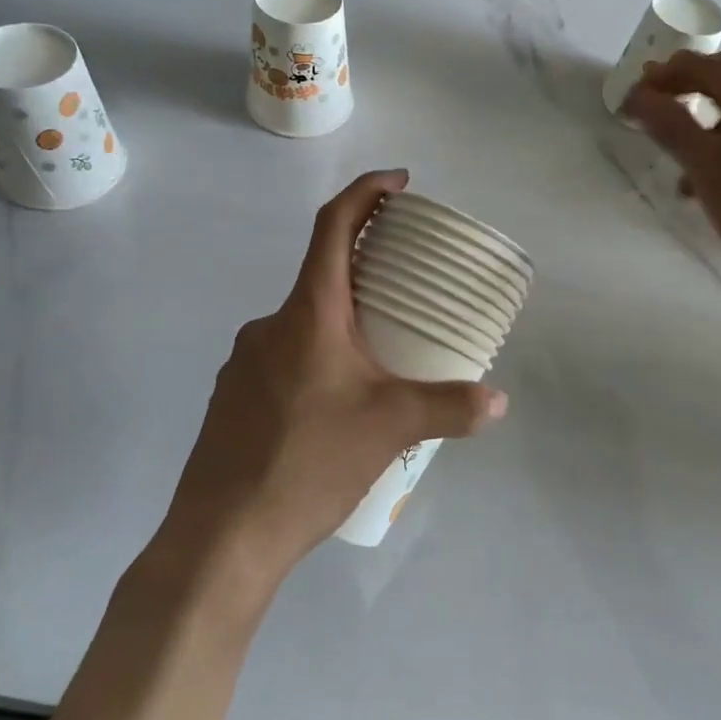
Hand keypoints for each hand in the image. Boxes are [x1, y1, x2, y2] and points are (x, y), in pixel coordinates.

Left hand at [163, 170, 507, 580]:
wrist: (222, 536)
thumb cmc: (308, 462)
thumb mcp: (391, 428)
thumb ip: (449, 407)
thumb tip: (498, 402)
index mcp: (307, 314)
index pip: (333, 227)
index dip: (367, 192)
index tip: (400, 182)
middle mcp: (269, 325)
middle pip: (322, 275)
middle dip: (367, 271)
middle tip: (409, 291)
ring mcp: (244, 362)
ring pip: (304, 324)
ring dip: (343, 326)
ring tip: (382, 361)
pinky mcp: (233, 397)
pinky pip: (285, 359)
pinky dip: (318, 361)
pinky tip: (338, 406)